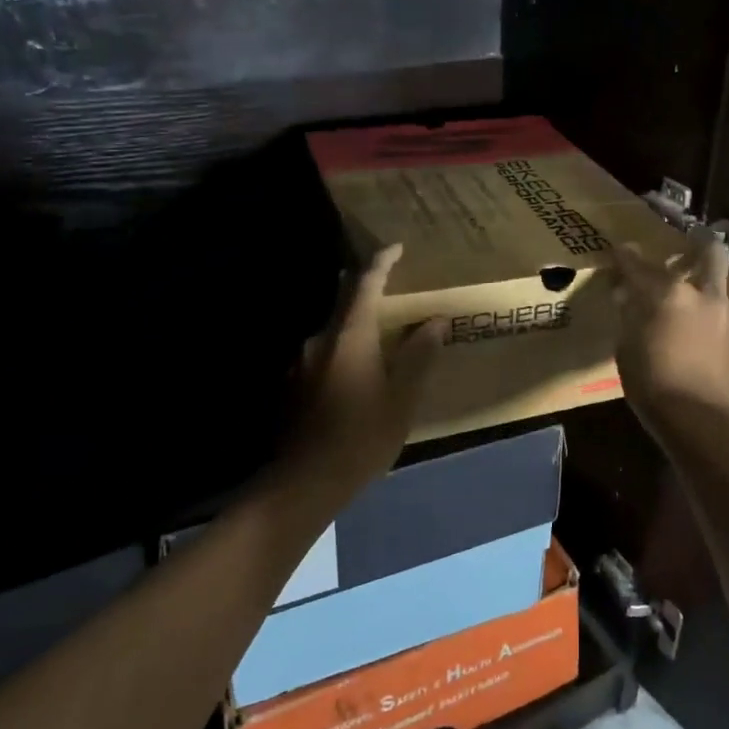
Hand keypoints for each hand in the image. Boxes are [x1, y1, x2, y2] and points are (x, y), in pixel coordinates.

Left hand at [283, 244, 442, 492]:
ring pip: (333, 330)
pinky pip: (324, 354)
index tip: (395, 247)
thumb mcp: (403, 397)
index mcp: (349, 336)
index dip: (381, 262)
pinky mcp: (293, 386)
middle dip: (365, 289)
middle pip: (343, 302)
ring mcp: (301, 363)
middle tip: (390, 287)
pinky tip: (356, 372)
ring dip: (355, 325)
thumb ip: (419, 355)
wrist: (305, 481)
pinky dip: (343, 351)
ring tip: (378, 336)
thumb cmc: (362, 436)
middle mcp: (320, 340)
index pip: (365, 284)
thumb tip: (435, 321)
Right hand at [612, 232, 728, 426]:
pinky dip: (721, 305)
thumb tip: (627, 297)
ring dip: (721, 268)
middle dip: (698, 243)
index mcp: (669, 294)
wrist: (699, 419)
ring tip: (707, 273)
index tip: (623, 249)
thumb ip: (630, 316)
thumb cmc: (652, 383)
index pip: (642, 265)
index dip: (628, 256)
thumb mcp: (626, 347)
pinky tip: (710, 319)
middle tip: (687, 247)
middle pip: (711, 251)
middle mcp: (704, 294)